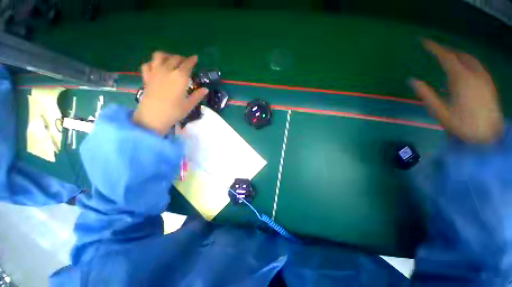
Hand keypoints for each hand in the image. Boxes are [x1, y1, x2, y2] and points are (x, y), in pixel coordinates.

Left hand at [132, 52, 207, 134]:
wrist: (153, 116)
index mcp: (180, 77)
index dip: (192, 60)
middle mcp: (167, 70)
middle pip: (174, 58)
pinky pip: (148, 64)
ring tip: (171, 60)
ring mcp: (155, 72)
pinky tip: (156, 67)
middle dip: (181, 58)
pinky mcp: (146, 77)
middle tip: (186, 62)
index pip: (187, 64)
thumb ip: (198, 95)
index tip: (195, 57)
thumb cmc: (174, 111)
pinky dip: (153, 63)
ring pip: (159, 56)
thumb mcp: (189, 104)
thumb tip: (205, 89)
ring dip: (166, 55)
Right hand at [409, 39, 502, 142]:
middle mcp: (475, 74)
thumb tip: (412, 81)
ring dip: (457, 55)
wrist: (487, 136)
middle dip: (447, 50)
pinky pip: (477, 66)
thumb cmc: (462, 125)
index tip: (424, 42)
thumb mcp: (439, 112)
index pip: (446, 57)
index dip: (435, 48)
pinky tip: (461, 69)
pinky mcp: (489, 83)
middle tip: (435, 50)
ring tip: (447, 58)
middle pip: (459, 55)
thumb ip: (426, 94)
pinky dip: (466, 63)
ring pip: (470, 59)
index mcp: (461, 80)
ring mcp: (484, 78)